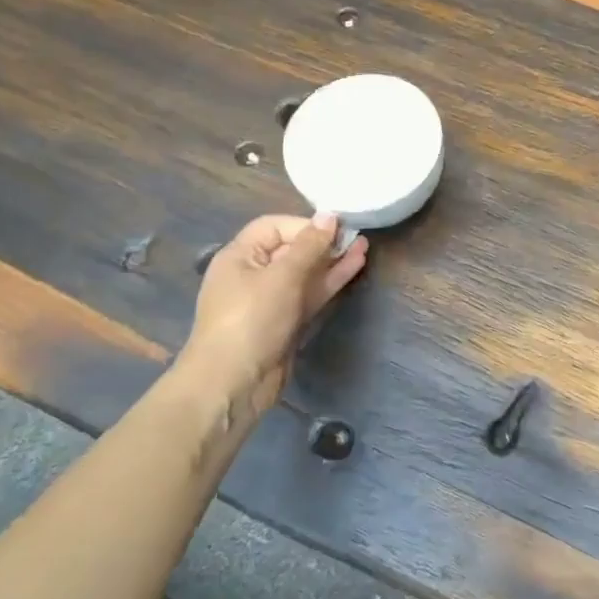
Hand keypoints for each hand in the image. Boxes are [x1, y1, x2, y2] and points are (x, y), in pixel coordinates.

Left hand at [179, 213, 367, 430]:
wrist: (234, 382)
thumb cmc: (252, 320)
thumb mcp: (282, 277)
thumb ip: (309, 245)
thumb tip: (329, 216)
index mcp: (240, 256)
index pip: (274, 227)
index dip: (304, 224)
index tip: (335, 228)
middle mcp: (254, 274)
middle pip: (291, 249)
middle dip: (323, 241)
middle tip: (357, 235)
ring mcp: (271, 300)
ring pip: (306, 273)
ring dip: (332, 260)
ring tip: (364, 247)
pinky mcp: (286, 321)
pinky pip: (310, 294)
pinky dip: (330, 281)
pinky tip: (354, 267)